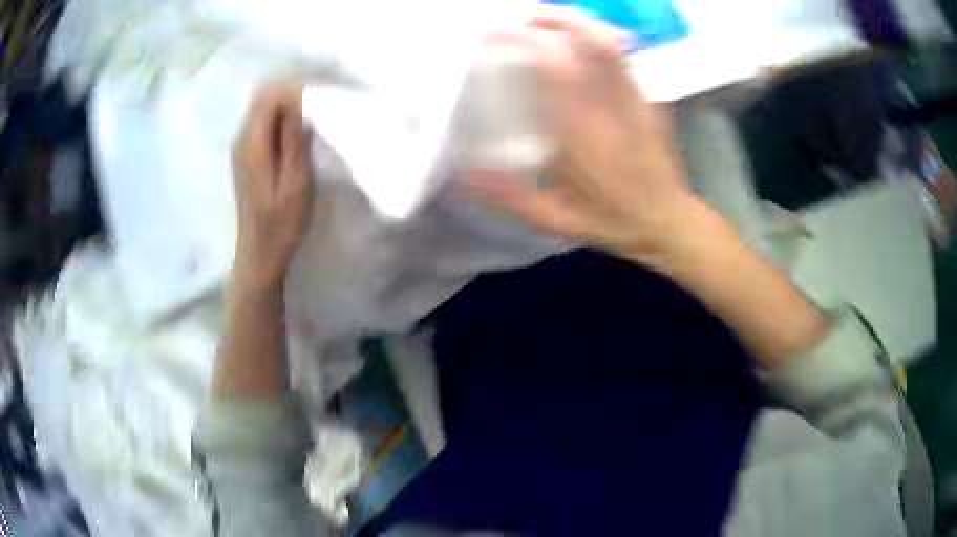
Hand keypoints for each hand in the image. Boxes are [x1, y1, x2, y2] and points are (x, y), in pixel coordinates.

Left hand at [232, 81, 312, 291]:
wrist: (259, 255)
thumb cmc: (280, 225)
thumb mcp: (295, 183)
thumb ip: (293, 140)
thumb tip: (297, 101)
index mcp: (252, 144)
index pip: (269, 97)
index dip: (295, 90)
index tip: (321, 97)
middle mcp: (242, 140)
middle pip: (263, 99)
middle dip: (291, 94)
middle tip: (321, 104)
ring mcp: (242, 149)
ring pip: (263, 110)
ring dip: (288, 107)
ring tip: (314, 116)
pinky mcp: (247, 157)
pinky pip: (263, 125)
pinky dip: (281, 120)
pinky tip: (298, 132)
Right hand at [468, 9, 705, 265]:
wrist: (668, 221)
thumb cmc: (613, 222)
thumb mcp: (557, 220)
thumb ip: (511, 197)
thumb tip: (464, 176)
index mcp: (586, 137)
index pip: (558, 73)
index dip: (530, 43)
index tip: (500, 33)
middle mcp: (613, 110)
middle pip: (593, 45)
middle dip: (557, 21)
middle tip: (524, 18)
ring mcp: (635, 100)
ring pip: (612, 45)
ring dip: (578, 24)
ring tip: (547, 21)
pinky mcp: (648, 99)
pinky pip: (624, 57)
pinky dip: (598, 38)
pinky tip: (579, 40)